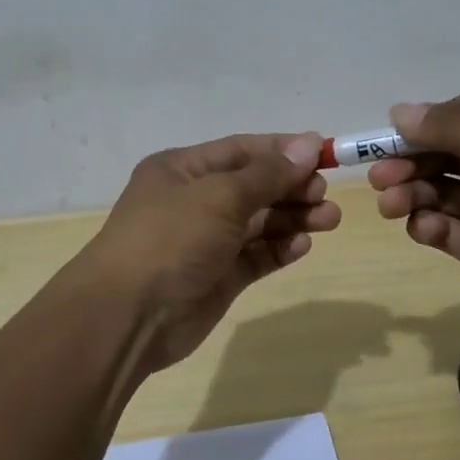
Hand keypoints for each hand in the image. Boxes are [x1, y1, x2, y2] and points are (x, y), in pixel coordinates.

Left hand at [77, 132, 339, 371]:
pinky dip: (279, 249)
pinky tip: (303, 245)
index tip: (325, 155)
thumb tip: (309, 144)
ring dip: (293, 218)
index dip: (283, 151)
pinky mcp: (217, 277)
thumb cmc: (171, 238)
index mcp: (183, 170)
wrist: (129, 314)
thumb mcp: (220, 196)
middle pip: (253, 186)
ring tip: (330, 219)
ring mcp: (205, 241)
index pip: (242, 151)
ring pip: (258, 223)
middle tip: (325, 194)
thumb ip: (268, 174)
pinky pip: (255, 256)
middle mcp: (194, 201)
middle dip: (292, 187)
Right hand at [367, 93, 459, 354]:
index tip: (394, 134)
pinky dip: (428, 226)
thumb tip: (400, 110)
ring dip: (411, 193)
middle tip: (380, 176)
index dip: (429, 122)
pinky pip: (444, 228)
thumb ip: (456, 130)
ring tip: (391, 205)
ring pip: (439, 191)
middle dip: (411, 161)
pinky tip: (424, 229)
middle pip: (446, 154)